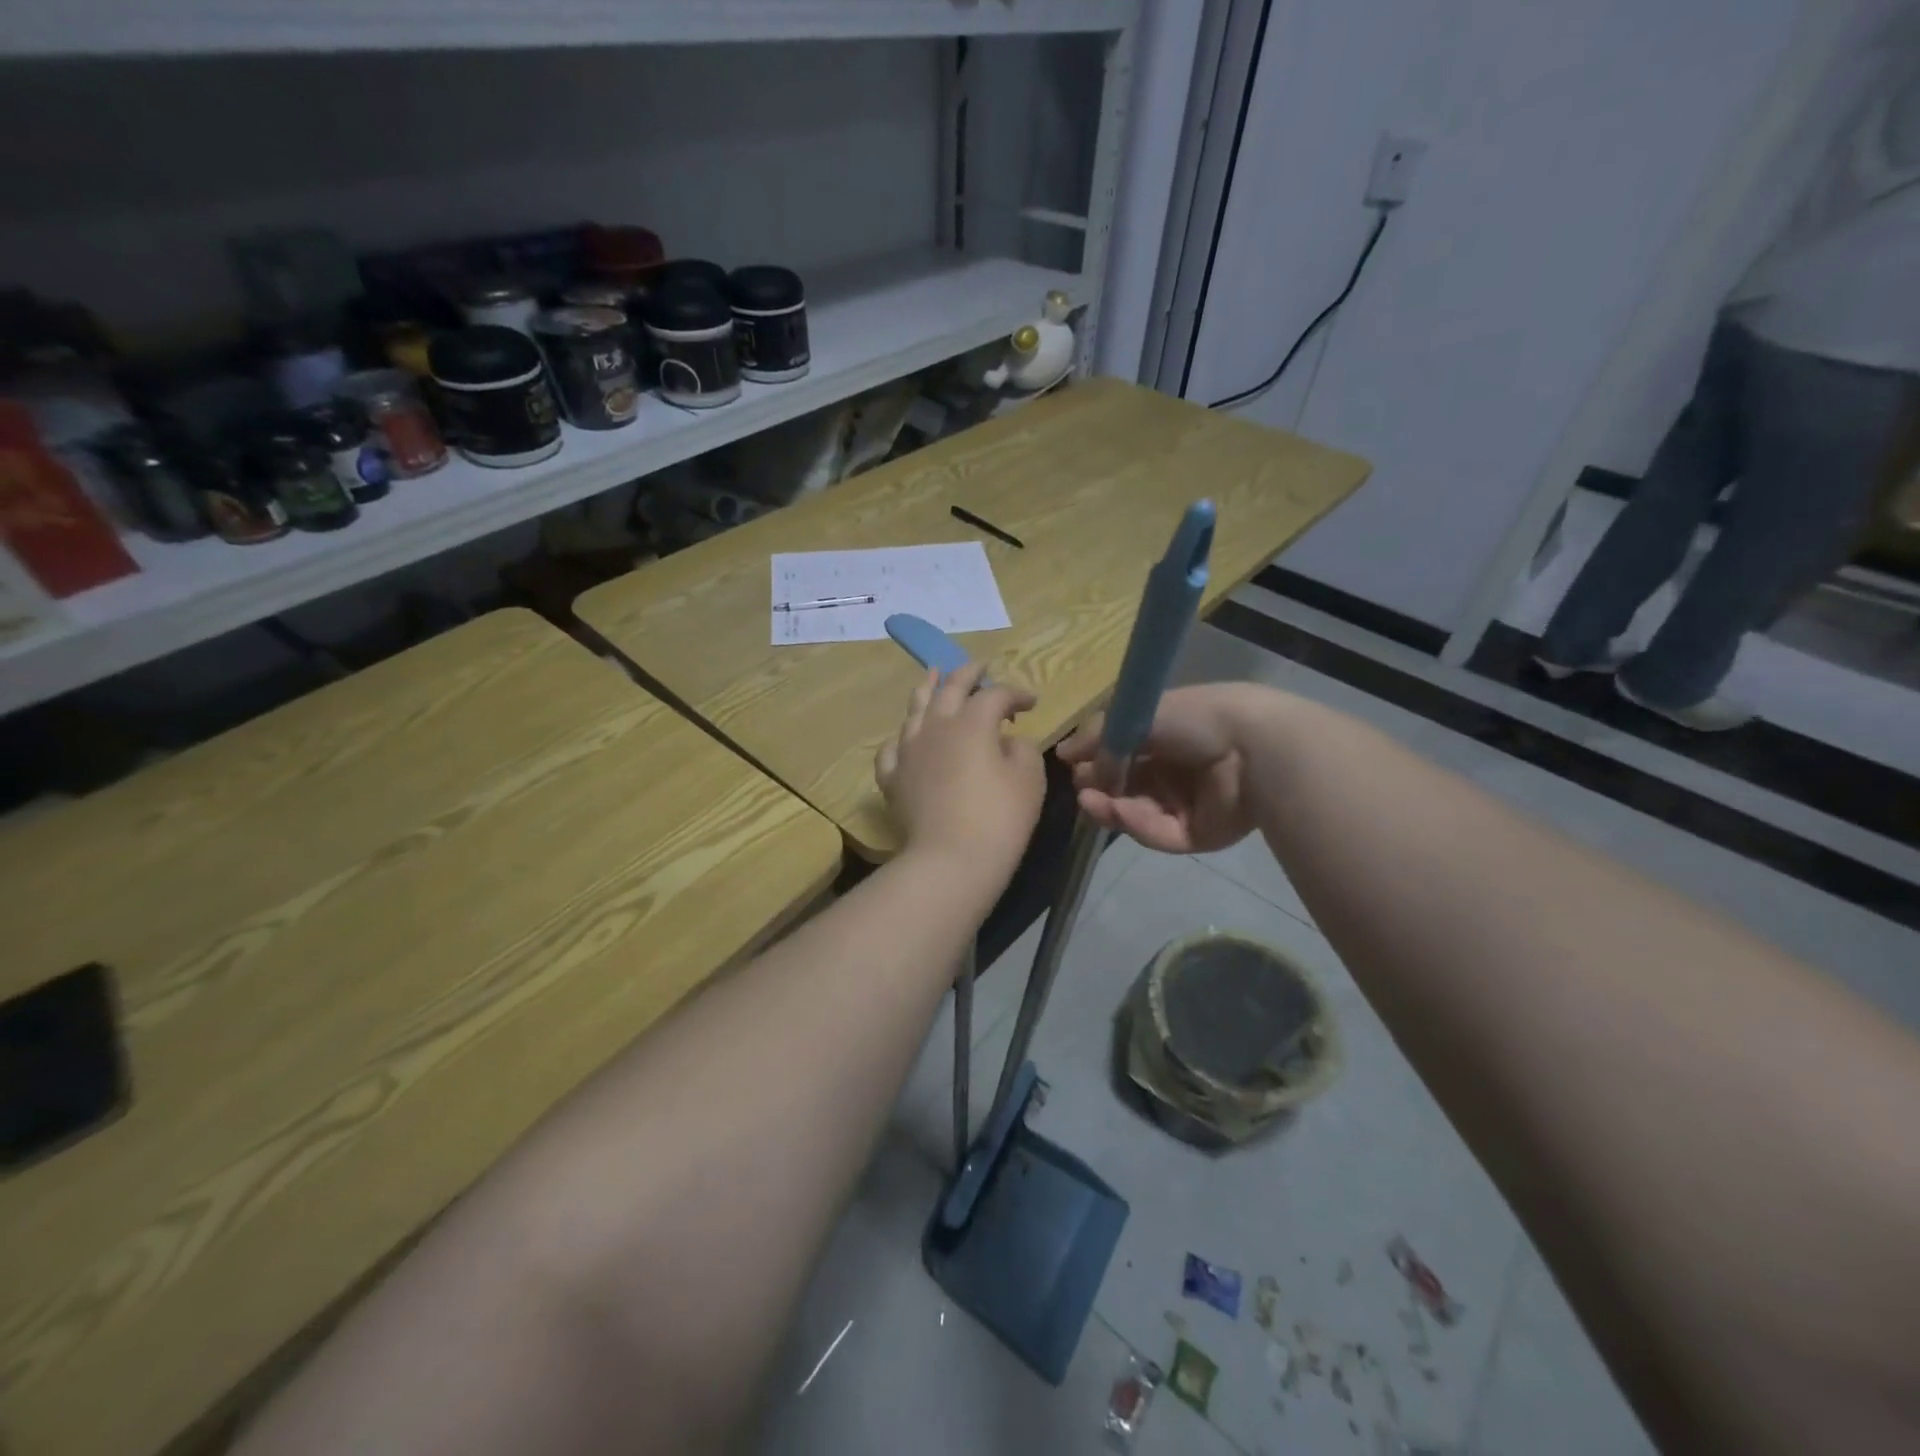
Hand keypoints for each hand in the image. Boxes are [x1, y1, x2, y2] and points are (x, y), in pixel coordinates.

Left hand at [876, 663, 1045, 880]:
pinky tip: (906, 739)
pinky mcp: (894, 778)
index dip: (1016, 693)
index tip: (1032, 703)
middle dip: (968, 673)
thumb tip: (1008, 741)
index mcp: (972, 722)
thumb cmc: (999, 818)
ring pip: (915, 710)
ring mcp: (909, 751)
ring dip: (927, 689)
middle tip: (979, 666)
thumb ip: (1022, 749)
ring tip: (932, 676)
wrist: (951, 859)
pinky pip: (892, 749)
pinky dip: (902, 739)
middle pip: (950, 689)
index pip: (996, 694)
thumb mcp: (1029, 779)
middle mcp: (936, 727)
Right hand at [1057, 684, 1269, 853]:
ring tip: (1091, 801)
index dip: (1097, 760)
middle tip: (1081, 787)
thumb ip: (1098, 736)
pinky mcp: (1195, 835)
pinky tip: (1119, 811)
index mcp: (1167, 738)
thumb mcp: (1138, 717)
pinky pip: (1158, 833)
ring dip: (1111, 807)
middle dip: (1099, 787)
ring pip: (1136, 813)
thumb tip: (1061, 753)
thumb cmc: (1195, 719)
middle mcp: (1174, 771)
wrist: (1251, 747)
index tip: (1073, 765)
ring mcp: (1185, 805)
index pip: (1123, 754)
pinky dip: (1137, 823)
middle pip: (1126, 787)